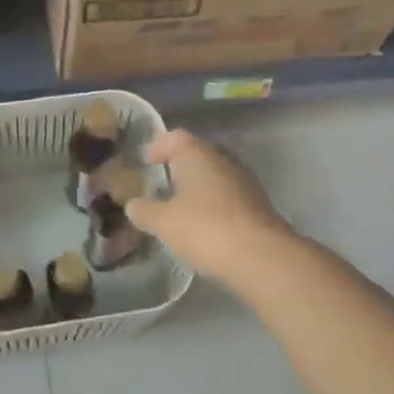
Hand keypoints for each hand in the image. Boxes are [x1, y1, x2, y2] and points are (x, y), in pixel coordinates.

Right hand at [125, 129, 294, 288]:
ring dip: (199, 187)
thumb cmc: (204, 229)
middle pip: (198, 153)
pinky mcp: (258, 204)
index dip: (157, 147)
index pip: (174, 137)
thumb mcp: (163, 222)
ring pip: (216, 175)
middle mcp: (223, 160)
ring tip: (182, 208)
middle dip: (180, 166)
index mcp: (197, 154)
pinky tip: (205, 226)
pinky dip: (214, 204)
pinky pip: (229, 196)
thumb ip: (144, 211)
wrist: (260, 256)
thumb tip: (132, 204)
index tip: (146, 163)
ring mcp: (245, 181)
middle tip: (163, 184)